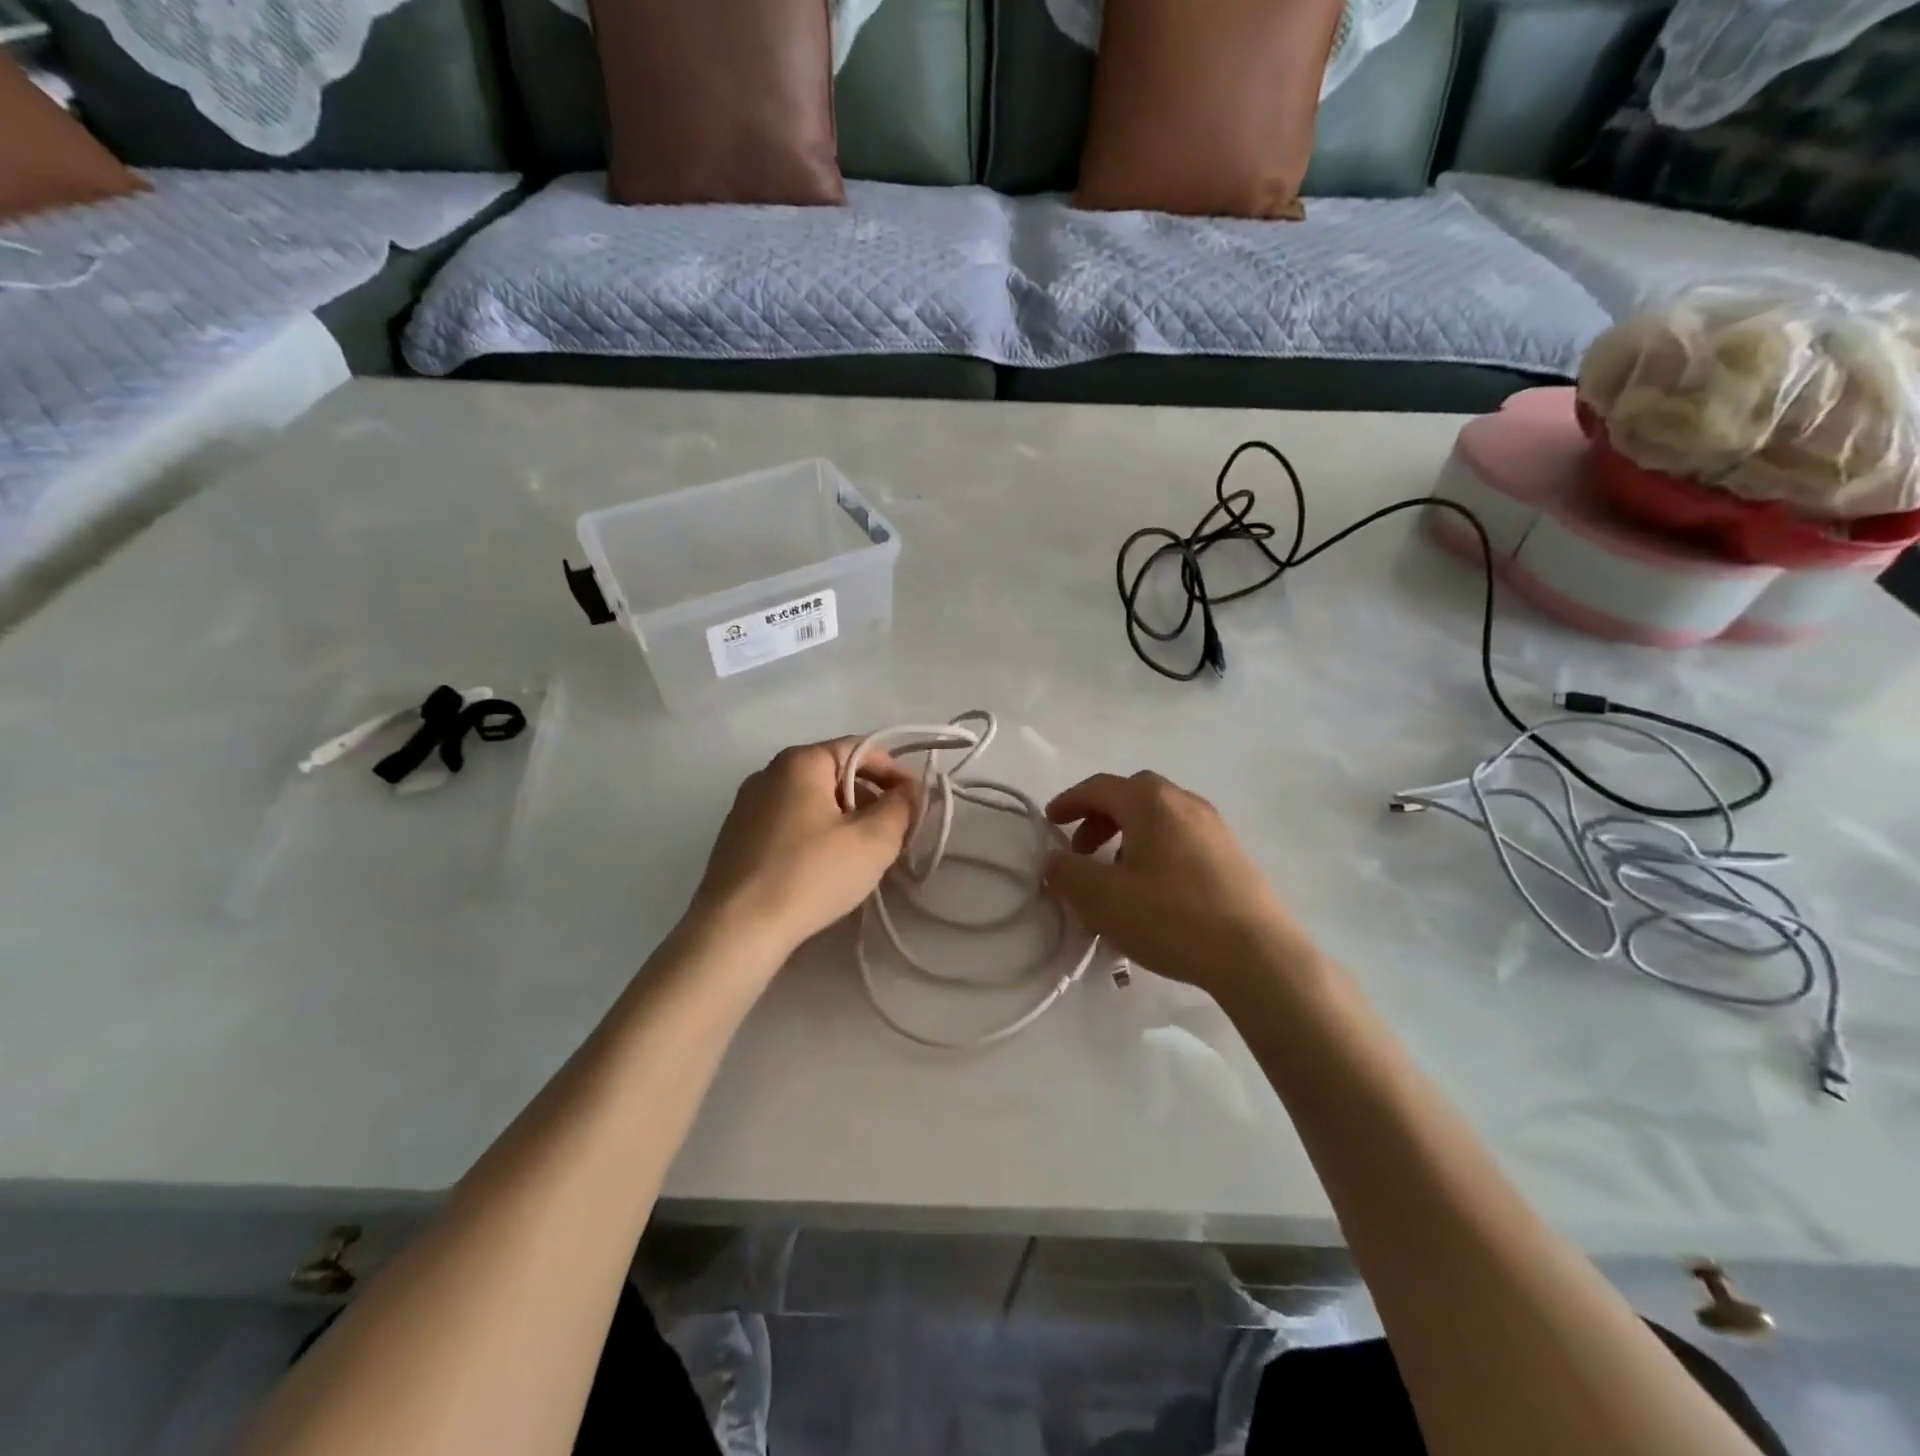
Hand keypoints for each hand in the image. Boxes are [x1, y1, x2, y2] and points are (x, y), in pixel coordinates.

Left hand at [692, 738, 915, 956]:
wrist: (736, 929)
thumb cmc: (811, 875)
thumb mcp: (873, 842)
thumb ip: (901, 808)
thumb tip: (911, 790)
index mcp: (800, 762)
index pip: (859, 748)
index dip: (895, 772)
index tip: (915, 803)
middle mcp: (768, 773)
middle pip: (833, 773)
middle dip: (869, 798)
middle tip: (893, 832)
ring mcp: (746, 805)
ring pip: (809, 800)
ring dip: (842, 818)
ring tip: (861, 854)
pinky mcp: (735, 837)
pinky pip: (787, 822)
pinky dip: (813, 833)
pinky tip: (822, 867)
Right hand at [1044, 771, 1316, 1000]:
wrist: (1258, 954)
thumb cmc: (1172, 917)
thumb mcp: (1103, 900)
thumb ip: (1068, 874)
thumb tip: (1053, 860)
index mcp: (1150, 802)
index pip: (1099, 787)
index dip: (1069, 802)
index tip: (1049, 822)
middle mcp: (1184, 802)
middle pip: (1132, 795)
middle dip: (1100, 817)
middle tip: (1081, 850)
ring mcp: (1214, 827)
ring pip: (1159, 817)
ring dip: (1128, 835)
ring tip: (1116, 875)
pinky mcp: (1232, 854)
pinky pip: (1181, 837)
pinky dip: (1155, 849)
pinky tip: (1154, 890)